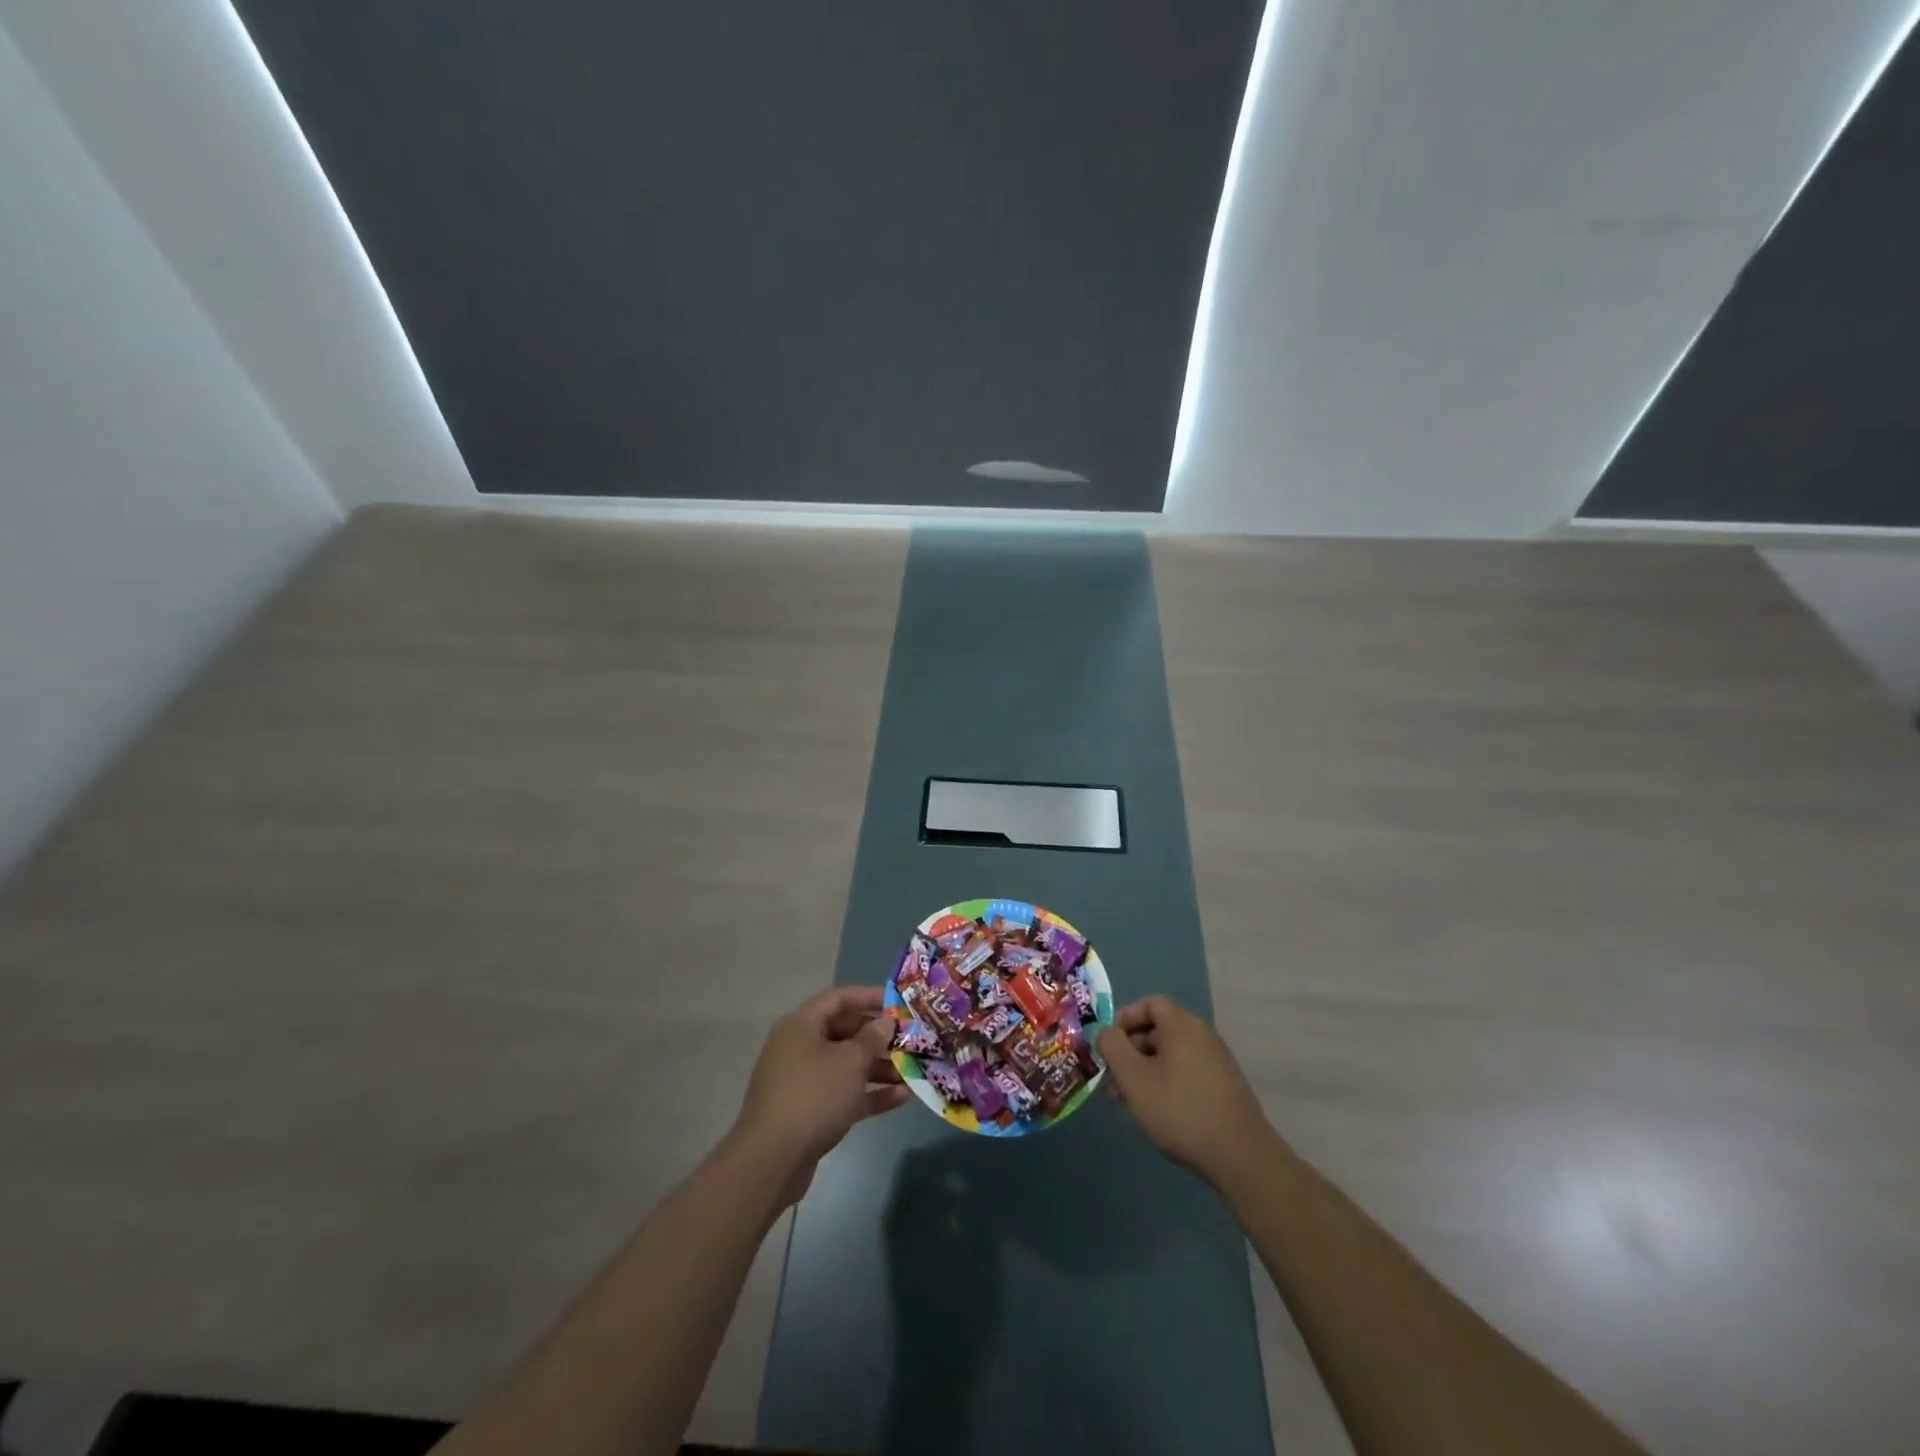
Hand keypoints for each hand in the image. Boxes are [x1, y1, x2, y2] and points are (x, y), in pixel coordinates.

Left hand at [731, 986, 908, 1202]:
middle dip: (880, 1038)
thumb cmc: (813, 1096)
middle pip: (845, 1033)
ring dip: (880, 1068)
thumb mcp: (850, 1062)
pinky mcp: (810, 1112)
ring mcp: (803, 1081)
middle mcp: (800, 1048)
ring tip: (914, 1072)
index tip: (899, 1003)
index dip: (869, 996)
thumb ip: (872, 1038)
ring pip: (847, 1066)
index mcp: (801, 1025)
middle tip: (912, 1040)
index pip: (839, 998)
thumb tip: (885, 1021)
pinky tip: (902, 1098)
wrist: (772, 1161)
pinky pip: (844, 1093)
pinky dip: (870, 1093)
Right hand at [1097, 994, 1274, 1189]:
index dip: (1124, 1019)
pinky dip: (1165, 1085)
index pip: (1149, 1004)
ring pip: (1170, 1057)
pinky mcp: (1224, 1088)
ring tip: (1127, 1103)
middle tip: (1112, 1081)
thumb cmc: (1180, 1109)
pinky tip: (1155, 1114)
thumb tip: (1107, 1033)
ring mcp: (1216, 1062)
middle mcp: (1202, 1036)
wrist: (1241, 1157)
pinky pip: (1186, 1075)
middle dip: (1130, 1053)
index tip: (1109, 1046)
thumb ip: (1112, 1047)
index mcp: (1182, 1025)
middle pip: (1158, 1032)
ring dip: (1144, 1073)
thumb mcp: (1133, 1077)